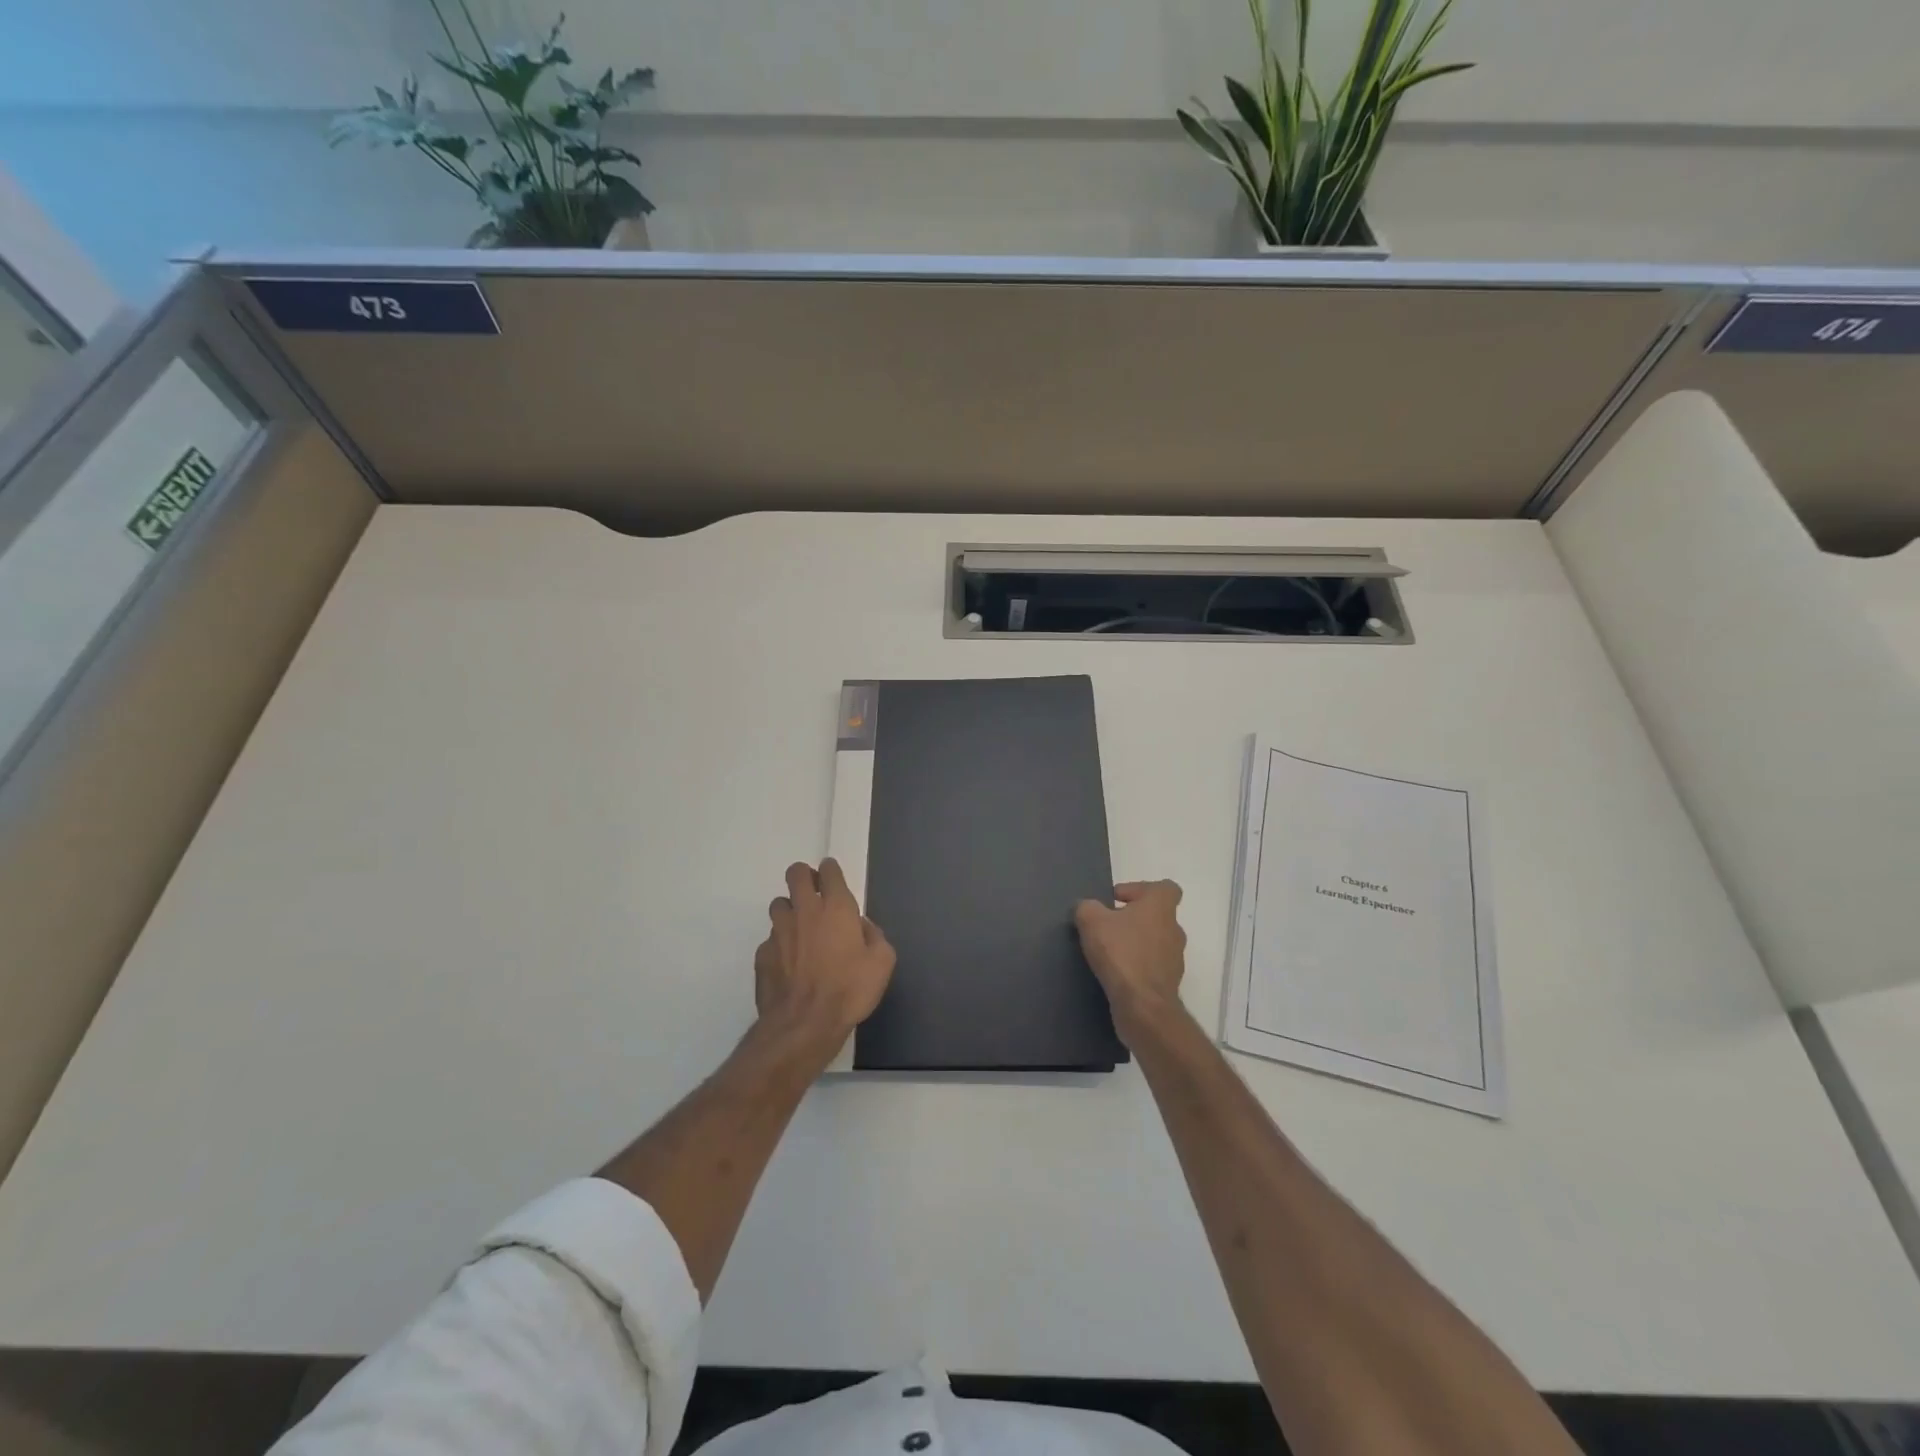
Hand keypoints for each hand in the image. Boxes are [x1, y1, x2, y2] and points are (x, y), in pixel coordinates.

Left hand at [754, 860, 895, 1055]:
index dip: (831, 871)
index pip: (829, 870)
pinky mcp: (762, 954)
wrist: (804, 1025)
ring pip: (779, 904)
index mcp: (836, 907)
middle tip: (814, 894)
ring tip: (800, 930)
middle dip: (804, 877)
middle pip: (795, 874)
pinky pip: (770, 939)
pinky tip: (789, 964)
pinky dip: (780, 945)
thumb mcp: (882, 963)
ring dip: (790, 910)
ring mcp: (779, 931)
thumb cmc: (849, 990)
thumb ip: (875, 936)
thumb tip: (861, 927)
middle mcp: (804, 911)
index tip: (833, 881)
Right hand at [1074, 881, 1187, 1040]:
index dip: (1140, 889)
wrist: (1142, 1005)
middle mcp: (1174, 929)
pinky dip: (1136, 966)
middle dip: (1132, 919)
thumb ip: (1087, 907)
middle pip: (1156, 915)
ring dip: (1134, 944)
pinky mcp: (1168, 983)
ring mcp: (1174, 958)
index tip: (1117, 900)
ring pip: (1154, 942)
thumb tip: (1086, 908)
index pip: (1165, 887)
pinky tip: (1115, 973)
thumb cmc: (1121, 953)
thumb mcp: (1091, 920)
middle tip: (1106, 927)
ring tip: (1107, 953)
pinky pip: (1151, 966)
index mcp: (1160, 907)